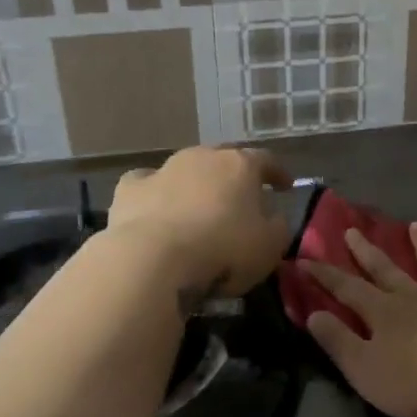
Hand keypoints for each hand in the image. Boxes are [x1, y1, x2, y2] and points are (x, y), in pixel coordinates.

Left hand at [107, 146, 293, 299]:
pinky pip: (147, 184)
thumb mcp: (269, 246)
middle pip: (223, 160)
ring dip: (195, 185)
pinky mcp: (130, 189)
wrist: (154, 259)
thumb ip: (278, 227)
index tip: (285, 186)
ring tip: (199, 209)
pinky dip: (155, 194)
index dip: (278, 173)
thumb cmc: (223, 250)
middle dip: (234, 177)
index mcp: (240, 165)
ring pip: (185, 169)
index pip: (266, 160)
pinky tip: (156, 209)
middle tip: (241, 198)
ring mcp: (163, 169)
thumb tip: (273, 217)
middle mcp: (202, 157)